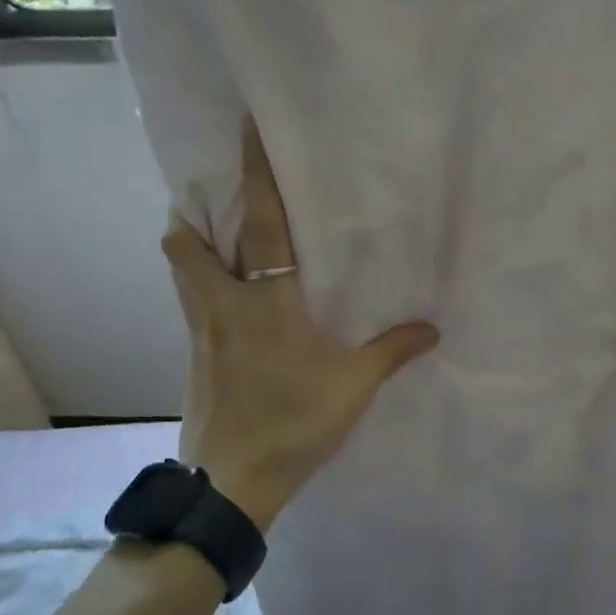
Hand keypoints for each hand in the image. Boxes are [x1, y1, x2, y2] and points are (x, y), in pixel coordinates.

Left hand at [163, 120, 438, 528]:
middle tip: (217, 195)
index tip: (245, 131)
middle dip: (195, 211)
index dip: (254, 174)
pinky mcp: (193, 358)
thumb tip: (433, 328)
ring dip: (192, 245)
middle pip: (187, 242)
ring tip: (217, 237)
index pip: (259, 223)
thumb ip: (393, 350)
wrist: (230, 484)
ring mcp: (200, 332)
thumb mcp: (354, 386)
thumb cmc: (294, 422)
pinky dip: (201, 285)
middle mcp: (223, 305)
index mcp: (266, 301)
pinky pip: (192, 303)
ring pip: (182, 271)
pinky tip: (230, 301)